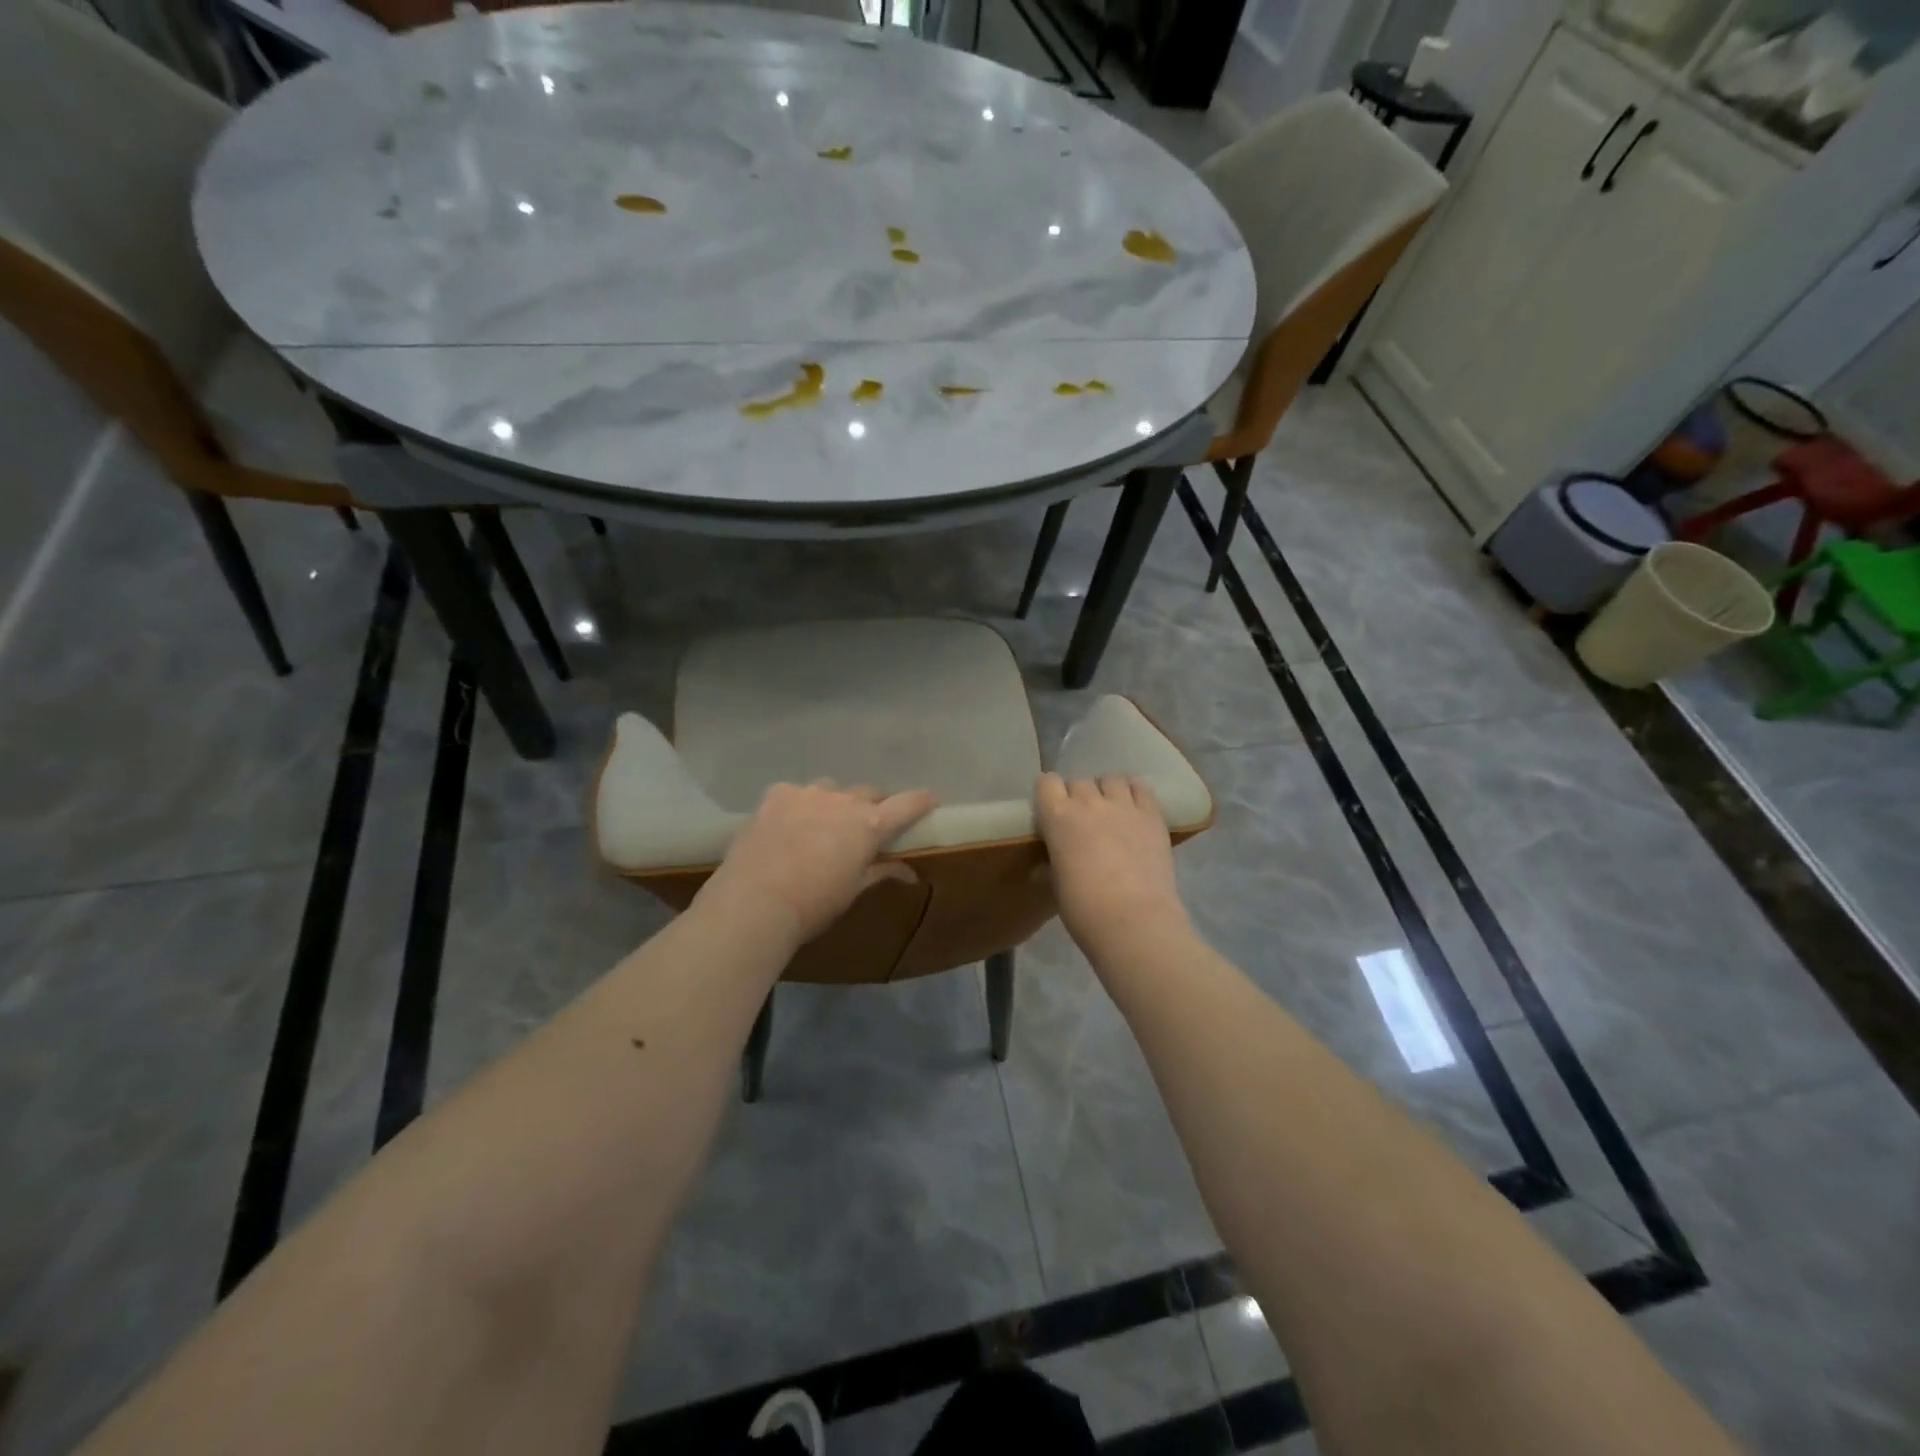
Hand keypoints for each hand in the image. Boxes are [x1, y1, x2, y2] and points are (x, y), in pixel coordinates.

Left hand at [697, 781, 936, 948]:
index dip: (921, 801)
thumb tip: (909, 873)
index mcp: (869, 825)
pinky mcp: (777, 794)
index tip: (929, 801)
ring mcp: (808, 793)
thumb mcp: (853, 891)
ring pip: (832, 790)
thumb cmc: (813, 905)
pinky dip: (800, 805)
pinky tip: (788, 825)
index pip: (908, 804)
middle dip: (872, 807)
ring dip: (835, 803)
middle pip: (869, 793)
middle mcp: (843, 800)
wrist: (754, 903)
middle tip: (864, 829)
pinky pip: (797, 793)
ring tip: (822, 826)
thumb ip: (881, 872)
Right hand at [1034, 774, 1189, 961]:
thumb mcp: (1056, 884)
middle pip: (1078, 781)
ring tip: (1111, 811)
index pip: (1046, 783)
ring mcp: (1124, 805)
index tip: (1050, 811)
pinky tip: (1134, 810)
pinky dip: (1134, 794)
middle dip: (1077, 796)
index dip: (1048, 794)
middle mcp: (1089, 802)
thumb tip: (1047, 863)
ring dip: (1106, 791)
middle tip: (1082, 820)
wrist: (1134, 920)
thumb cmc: (1084, 908)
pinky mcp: (1152, 815)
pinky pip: (1141, 788)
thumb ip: (1052, 862)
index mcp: (1058, 817)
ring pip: (1111, 779)